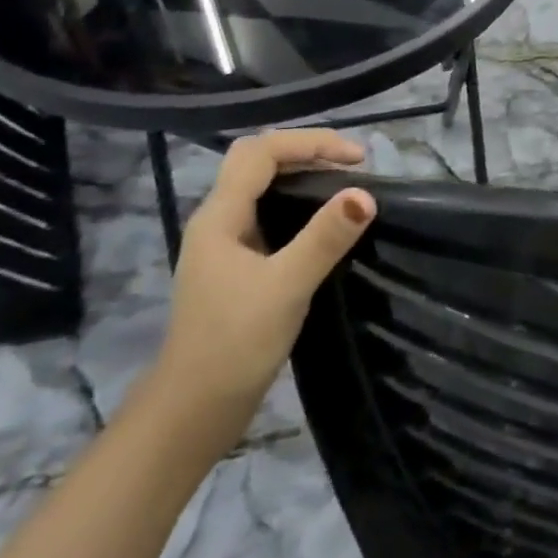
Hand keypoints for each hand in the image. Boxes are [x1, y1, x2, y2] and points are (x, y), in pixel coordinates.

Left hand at [150, 130, 373, 438]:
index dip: (311, 143)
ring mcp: (225, 245)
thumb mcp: (286, 287)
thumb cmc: (233, 345)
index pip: (262, 151)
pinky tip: (324, 224)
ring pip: (263, 187)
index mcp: (220, 216)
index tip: (358, 159)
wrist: (191, 415)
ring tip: (345, 186)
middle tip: (350, 165)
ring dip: (303, 175)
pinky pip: (270, 214)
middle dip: (306, 151)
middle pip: (259, 161)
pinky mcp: (237, 267)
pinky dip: (300, 204)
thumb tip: (365, 195)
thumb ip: (324, 239)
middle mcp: (218, 221)